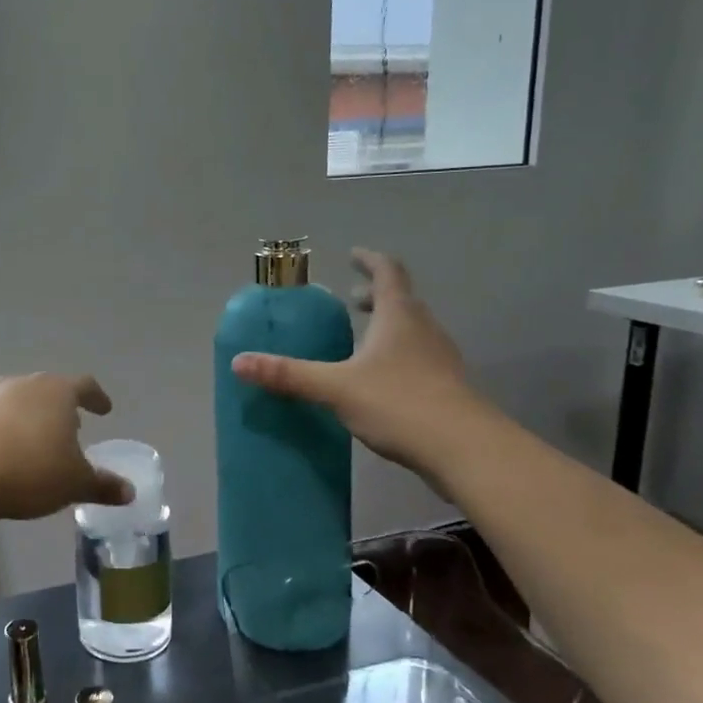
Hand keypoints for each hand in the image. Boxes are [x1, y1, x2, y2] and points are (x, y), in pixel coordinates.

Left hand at [0, 374, 132, 521]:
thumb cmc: (31, 470)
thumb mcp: (74, 483)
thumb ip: (103, 486)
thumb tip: (129, 493)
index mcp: (58, 392)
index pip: (84, 386)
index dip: (97, 398)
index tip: (104, 409)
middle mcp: (27, 385)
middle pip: (51, 389)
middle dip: (64, 407)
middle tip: (74, 427)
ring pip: (23, 401)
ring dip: (36, 417)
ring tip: (42, 441)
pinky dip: (11, 430)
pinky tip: (11, 453)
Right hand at [231, 249, 478, 481]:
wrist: (464, 449)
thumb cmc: (399, 403)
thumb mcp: (336, 387)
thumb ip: (288, 375)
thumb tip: (238, 362)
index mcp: (399, 317)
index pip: (388, 273)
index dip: (370, 260)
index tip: (354, 253)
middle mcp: (424, 330)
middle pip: (403, 301)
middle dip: (377, 296)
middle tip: (353, 299)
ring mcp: (440, 359)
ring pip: (413, 331)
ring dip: (389, 326)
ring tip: (364, 340)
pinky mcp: (447, 388)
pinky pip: (419, 358)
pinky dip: (398, 355)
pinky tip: (381, 381)